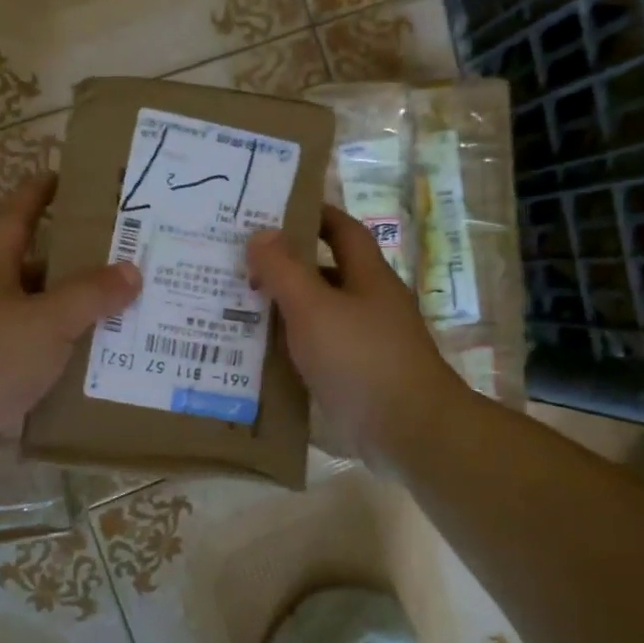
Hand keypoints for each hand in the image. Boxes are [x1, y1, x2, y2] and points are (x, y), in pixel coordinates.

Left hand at [0, 174, 139, 475]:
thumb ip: (91, 295)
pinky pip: (38, 358)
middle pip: (35, 270)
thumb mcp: (47, 320)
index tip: (62, 176)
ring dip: (74, 315)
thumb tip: (131, 270)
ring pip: (40, 317)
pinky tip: (97, 364)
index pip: (17, 218)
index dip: (37, 194)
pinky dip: (65, 357)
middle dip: (74, 262)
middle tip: (122, 258)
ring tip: (123, 312)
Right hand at [248, 205, 460, 467]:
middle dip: (285, 266)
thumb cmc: (362, 358)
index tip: (273, 211)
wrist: (409, 431)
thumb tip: (260, 233)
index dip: (313, 215)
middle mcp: (369, 304)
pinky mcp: (356, 377)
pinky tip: (257, 355)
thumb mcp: (314, 308)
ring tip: (235, 306)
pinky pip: (317, 352)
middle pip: (325, 273)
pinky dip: (290, 349)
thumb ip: (285, 270)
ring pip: (318, 315)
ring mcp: (364, 343)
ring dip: (283, 310)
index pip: (341, 230)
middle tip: (238, 264)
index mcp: (367, 276)